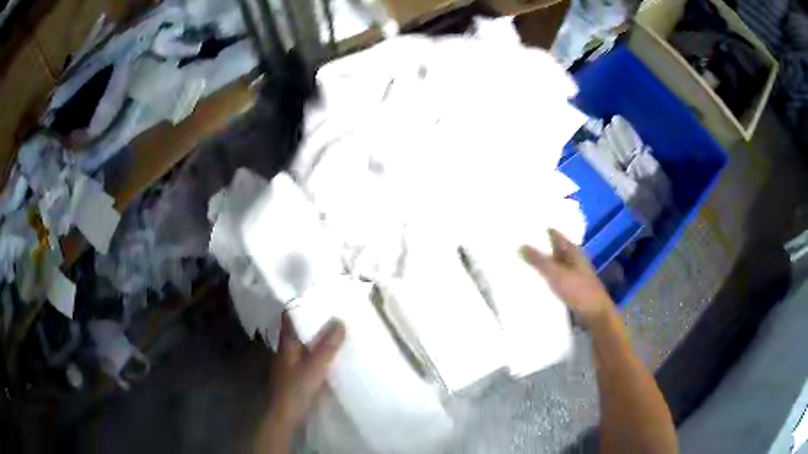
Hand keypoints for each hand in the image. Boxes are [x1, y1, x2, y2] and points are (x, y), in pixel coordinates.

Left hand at [256, 314, 345, 452]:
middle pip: (297, 329)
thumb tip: (340, 321)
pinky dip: (317, 352)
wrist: (285, 416)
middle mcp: (285, 350)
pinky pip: (307, 357)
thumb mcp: (315, 367)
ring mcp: (289, 363)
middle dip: (313, 321)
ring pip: (303, 344)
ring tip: (336, 331)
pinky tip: (330, 355)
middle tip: (334, 313)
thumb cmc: (296, 389)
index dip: (300, 305)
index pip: (289, 317)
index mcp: (286, 344)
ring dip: (316, 337)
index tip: (318, 297)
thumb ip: (327, 346)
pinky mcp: (295, 375)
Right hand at [520, 228, 614, 327]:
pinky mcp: (570, 290)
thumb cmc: (579, 291)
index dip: (541, 230)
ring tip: (519, 263)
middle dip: (538, 248)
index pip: (555, 234)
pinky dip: (544, 279)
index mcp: (572, 251)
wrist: (595, 315)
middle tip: (516, 246)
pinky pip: (553, 280)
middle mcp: (573, 260)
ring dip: (540, 265)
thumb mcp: (557, 274)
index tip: (523, 229)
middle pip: (553, 250)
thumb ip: (539, 261)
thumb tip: (521, 245)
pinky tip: (532, 283)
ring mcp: (572, 276)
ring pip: (553, 266)